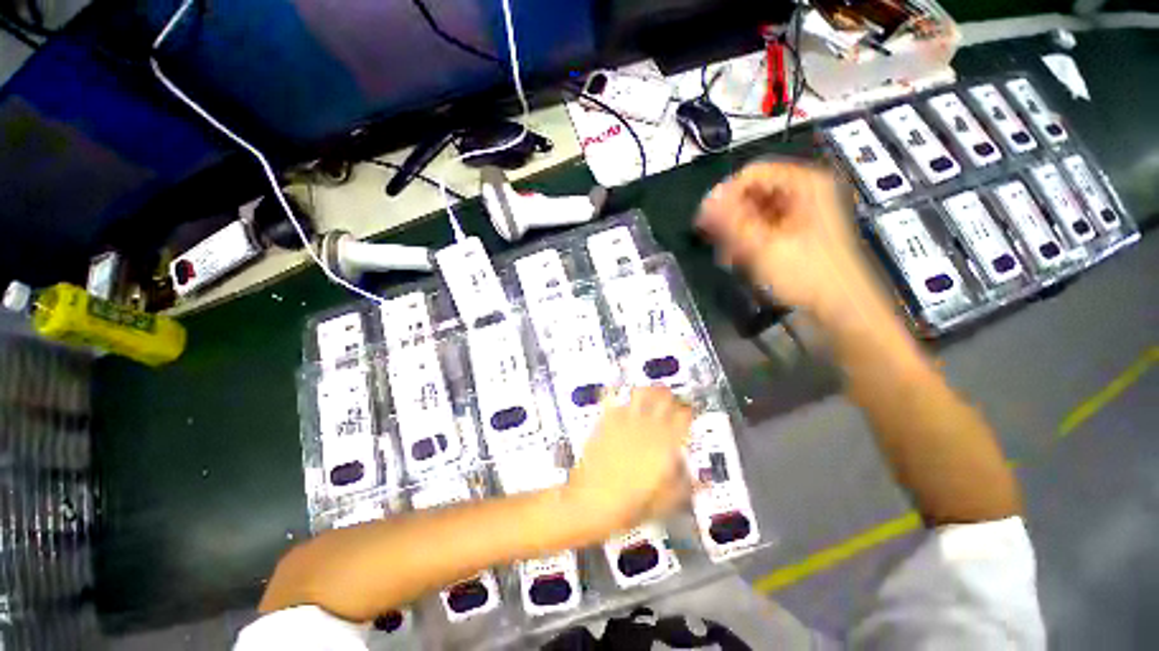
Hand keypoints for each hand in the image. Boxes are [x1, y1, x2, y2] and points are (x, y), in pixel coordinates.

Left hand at [564, 387, 692, 537]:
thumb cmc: (628, 505)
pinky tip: (619, 398)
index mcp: (665, 445)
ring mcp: (625, 421)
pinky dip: (619, 396)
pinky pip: (614, 399)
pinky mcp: (606, 421)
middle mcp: (647, 428)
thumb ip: (683, 486)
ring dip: (647, 390)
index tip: (686, 412)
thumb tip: (698, 480)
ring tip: (647, 393)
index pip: (683, 416)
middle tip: (668, 398)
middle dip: (669, 396)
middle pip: (664, 397)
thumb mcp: (664, 503)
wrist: (591, 501)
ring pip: (641, 392)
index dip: (687, 411)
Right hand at [696, 161, 889, 325]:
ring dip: (735, 234)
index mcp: (805, 184)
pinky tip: (739, 261)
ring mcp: (798, 215)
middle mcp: (802, 193)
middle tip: (716, 244)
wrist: (840, 309)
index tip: (705, 221)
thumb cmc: (806, 273)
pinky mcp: (792, 234)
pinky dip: (746, 243)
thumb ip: (731, 222)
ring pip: (753, 214)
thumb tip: (704, 204)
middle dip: (730, 219)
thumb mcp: (764, 246)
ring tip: (730, 258)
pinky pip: (760, 229)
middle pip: (752, 194)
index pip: (753, 174)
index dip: (725, 194)